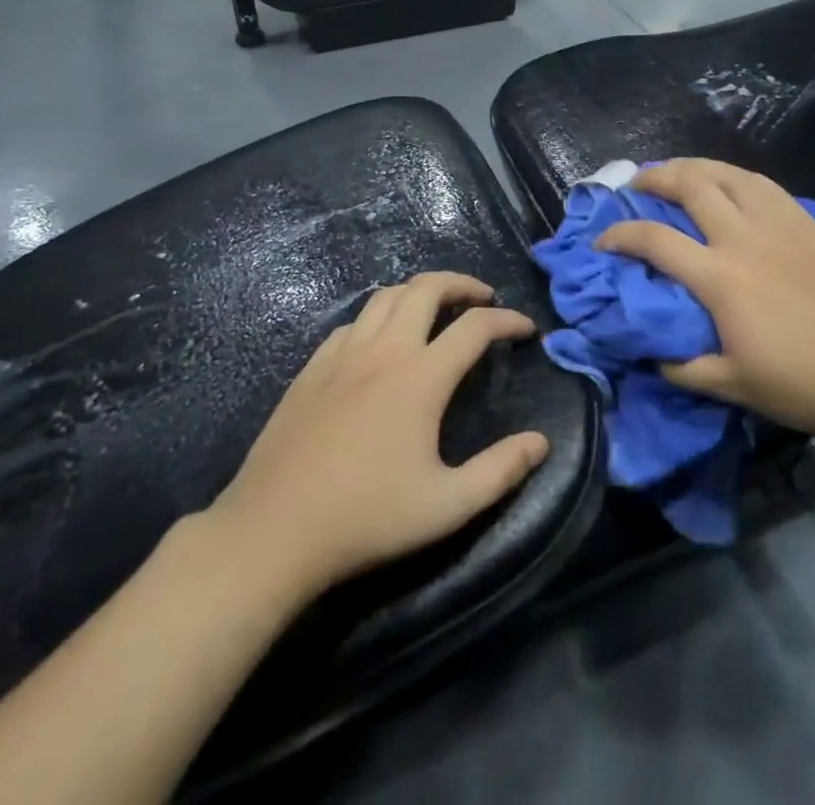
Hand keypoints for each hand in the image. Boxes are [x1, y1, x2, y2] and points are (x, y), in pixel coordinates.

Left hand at [210, 272, 550, 600]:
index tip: (525, 328)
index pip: (475, 327)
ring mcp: (342, 355)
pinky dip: (379, 316)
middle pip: (427, 287)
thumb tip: (541, 442)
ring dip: (419, 292)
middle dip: (462, 283)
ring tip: (438, 310)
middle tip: (483, 299)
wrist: (273, 532)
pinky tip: (382, 341)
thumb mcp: (447, 506)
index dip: (507, 320)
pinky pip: (353, 323)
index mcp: (420, 378)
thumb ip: (500, 471)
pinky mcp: (312, 368)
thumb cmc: (367, 519)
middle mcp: (384, 351)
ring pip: (386, 296)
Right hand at [597, 159, 814, 452]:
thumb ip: (682, 368)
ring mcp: (779, 224)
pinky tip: (729, 183)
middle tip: (636, 185)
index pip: (654, 240)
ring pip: (728, 173)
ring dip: (694, 166)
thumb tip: (651, 353)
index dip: (619, 235)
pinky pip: (762, 183)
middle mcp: (743, 237)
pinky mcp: (806, 222)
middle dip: (654, 178)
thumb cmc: (803, 384)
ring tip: (677, 172)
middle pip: (690, 185)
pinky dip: (734, 175)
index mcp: (720, 277)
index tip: (602, 240)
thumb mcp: (732, 386)